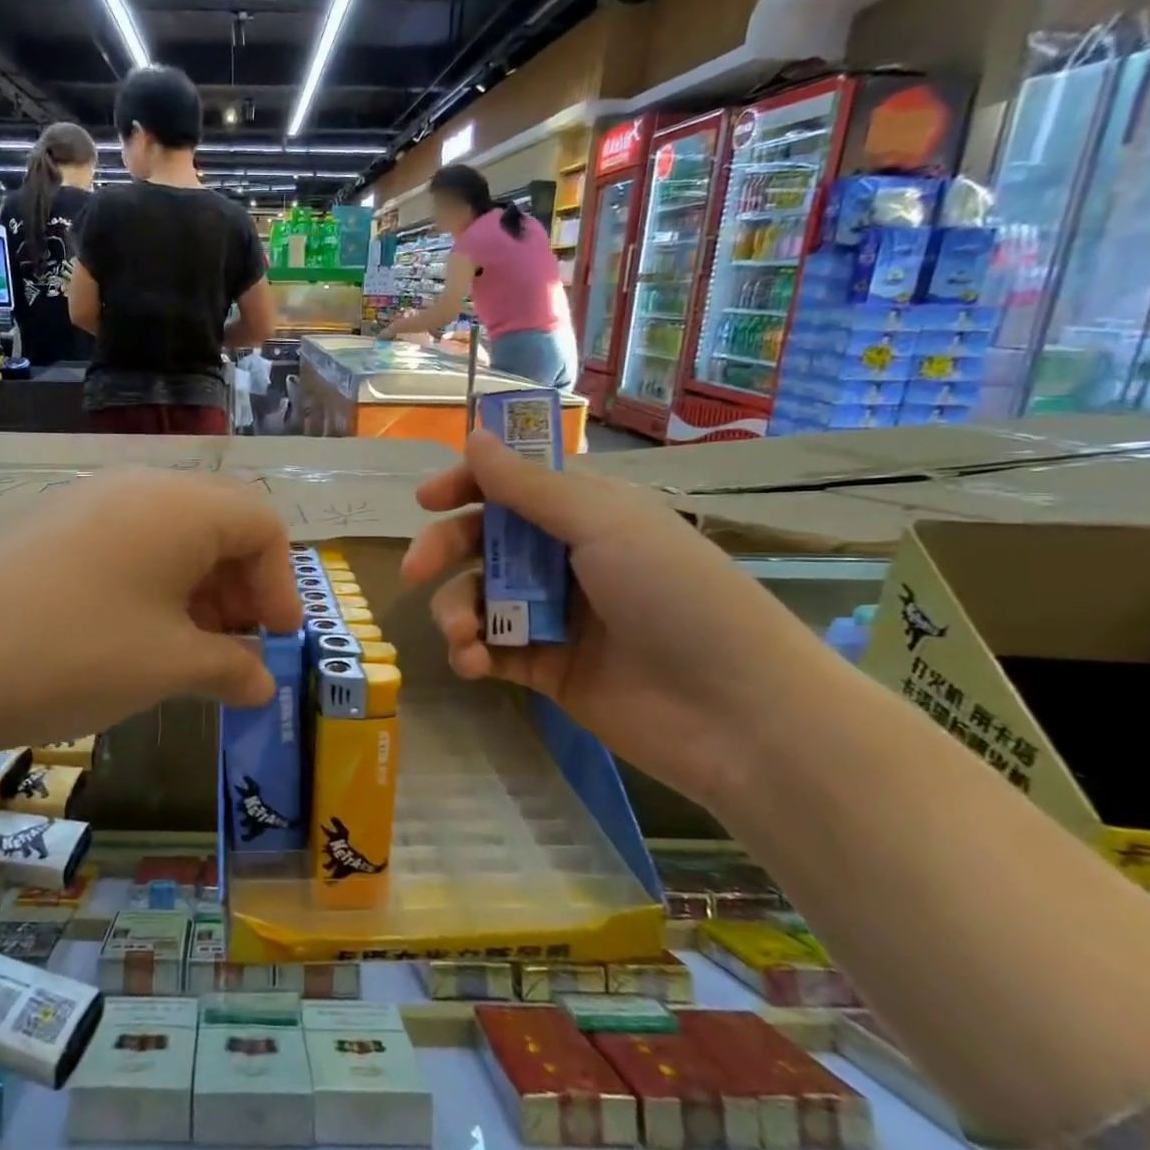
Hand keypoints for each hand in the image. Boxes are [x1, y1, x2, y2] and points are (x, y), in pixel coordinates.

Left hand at [0, 470, 304, 765]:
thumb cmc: (76, 653)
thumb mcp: (168, 666)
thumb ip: (230, 668)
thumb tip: (261, 682)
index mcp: (181, 505)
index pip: (262, 524)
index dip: (282, 584)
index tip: (275, 641)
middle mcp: (138, 486)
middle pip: (218, 523)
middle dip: (240, 586)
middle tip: (234, 648)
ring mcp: (85, 501)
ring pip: (169, 533)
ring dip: (195, 588)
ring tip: (186, 649)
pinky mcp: (47, 526)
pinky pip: (123, 542)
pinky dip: (149, 583)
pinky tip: (131, 634)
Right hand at [400, 431, 827, 809]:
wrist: (736, 713)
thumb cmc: (673, 595)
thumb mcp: (602, 524)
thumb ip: (528, 487)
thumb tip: (474, 436)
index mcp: (585, 514)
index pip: (512, 487)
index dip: (467, 486)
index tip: (427, 501)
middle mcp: (565, 559)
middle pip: (483, 542)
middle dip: (444, 551)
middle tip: (413, 571)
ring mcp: (555, 616)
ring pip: (479, 598)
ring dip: (456, 611)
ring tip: (461, 635)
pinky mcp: (547, 669)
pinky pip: (492, 650)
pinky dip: (473, 653)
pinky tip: (473, 663)